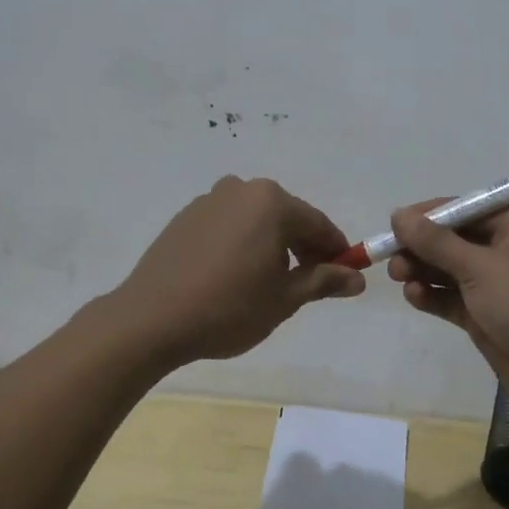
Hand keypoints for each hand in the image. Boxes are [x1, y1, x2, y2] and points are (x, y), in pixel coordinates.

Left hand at [112, 176, 365, 365]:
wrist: (151, 318)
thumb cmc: (229, 307)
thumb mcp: (285, 298)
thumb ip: (324, 281)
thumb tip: (357, 278)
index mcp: (272, 202)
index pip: (318, 224)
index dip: (336, 251)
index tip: (345, 275)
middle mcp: (241, 189)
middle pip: (287, 218)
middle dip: (304, 248)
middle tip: (310, 283)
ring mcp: (209, 201)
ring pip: (256, 221)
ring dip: (272, 246)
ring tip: (269, 284)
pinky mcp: (185, 218)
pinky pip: (228, 226)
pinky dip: (242, 244)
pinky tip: (235, 277)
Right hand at [387, 202, 508, 419]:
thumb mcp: (480, 266)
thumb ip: (436, 242)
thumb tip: (398, 214)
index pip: (468, 209)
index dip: (431, 215)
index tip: (395, 223)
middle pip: (456, 240)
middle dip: (422, 246)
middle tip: (391, 256)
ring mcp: (498, 286)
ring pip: (451, 270)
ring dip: (424, 271)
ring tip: (399, 277)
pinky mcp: (488, 317)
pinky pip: (453, 299)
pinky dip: (433, 296)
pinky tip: (414, 297)